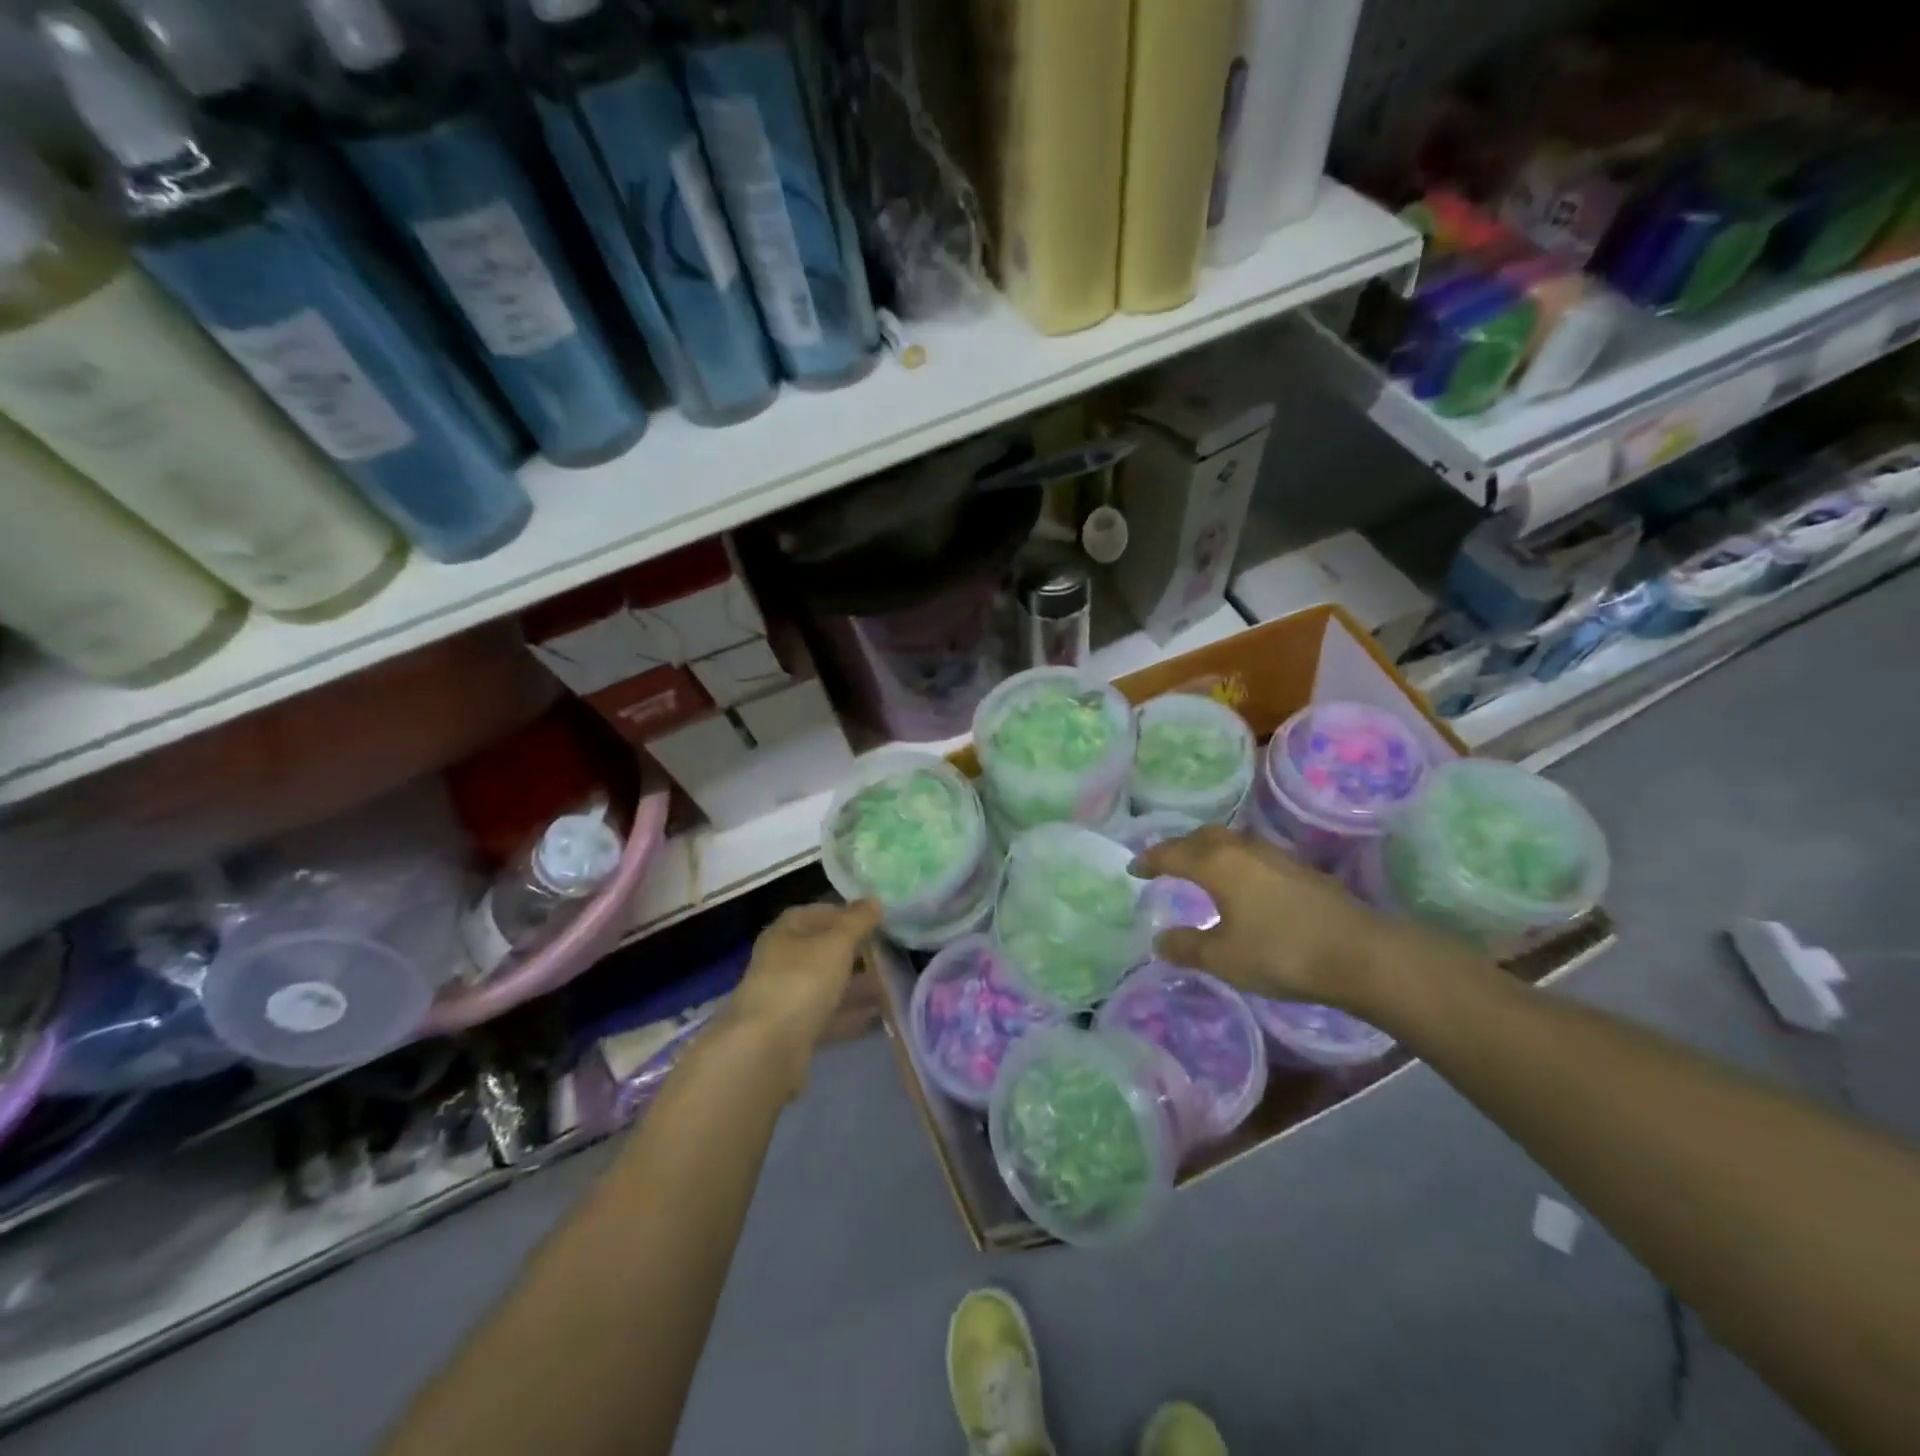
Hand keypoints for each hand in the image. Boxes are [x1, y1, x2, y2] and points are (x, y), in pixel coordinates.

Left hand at [721, 900, 881, 1093]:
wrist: (767, 1049)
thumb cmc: (801, 981)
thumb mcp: (836, 944)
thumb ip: (857, 921)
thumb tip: (874, 900)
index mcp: (784, 933)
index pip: (815, 912)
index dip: (844, 912)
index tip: (874, 919)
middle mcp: (780, 962)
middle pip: (820, 950)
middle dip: (853, 951)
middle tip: (887, 951)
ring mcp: (784, 998)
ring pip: (825, 984)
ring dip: (854, 984)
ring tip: (890, 983)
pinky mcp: (791, 1031)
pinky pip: (826, 1015)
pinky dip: (849, 1013)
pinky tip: (876, 1015)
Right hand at [1133, 827, 1434, 1011]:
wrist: (1360, 953)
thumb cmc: (1281, 952)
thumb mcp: (1224, 958)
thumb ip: (1187, 947)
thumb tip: (1159, 940)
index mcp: (1216, 864)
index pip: (1172, 853)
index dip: (1150, 860)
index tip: (1134, 868)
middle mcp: (1242, 849)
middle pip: (1202, 837)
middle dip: (1179, 847)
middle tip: (1164, 863)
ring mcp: (1275, 855)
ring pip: (1230, 842)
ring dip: (1208, 850)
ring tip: (1199, 869)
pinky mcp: (1299, 869)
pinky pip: (1251, 854)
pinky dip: (1233, 861)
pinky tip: (1240, 883)